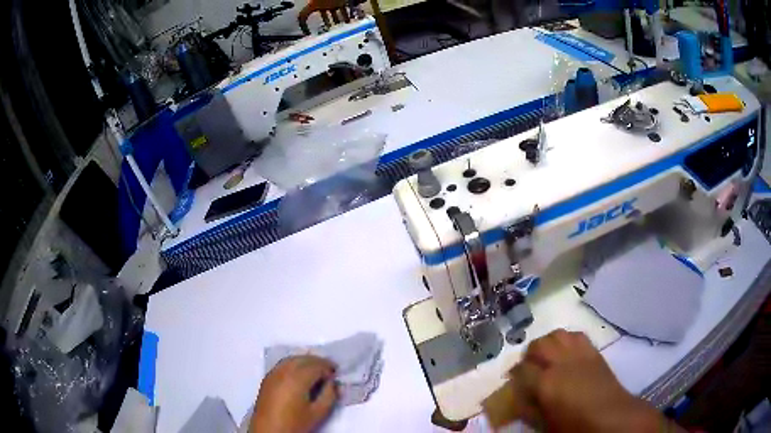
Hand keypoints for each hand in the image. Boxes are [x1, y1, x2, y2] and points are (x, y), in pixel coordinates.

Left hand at [251, 355, 337, 432]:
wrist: (269, 431)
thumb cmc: (295, 424)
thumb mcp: (318, 413)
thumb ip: (329, 395)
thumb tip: (333, 383)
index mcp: (297, 379)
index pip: (316, 365)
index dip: (328, 367)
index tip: (336, 374)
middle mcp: (284, 371)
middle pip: (303, 359)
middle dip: (318, 362)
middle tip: (329, 370)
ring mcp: (273, 373)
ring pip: (292, 359)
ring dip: (305, 361)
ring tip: (316, 371)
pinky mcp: (267, 378)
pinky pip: (283, 364)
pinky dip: (294, 364)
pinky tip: (299, 374)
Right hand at [506, 330, 672, 431]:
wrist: (610, 416)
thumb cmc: (574, 426)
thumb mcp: (544, 425)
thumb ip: (528, 409)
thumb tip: (519, 396)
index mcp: (546, 383)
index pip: (521, 369)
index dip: (515, 374)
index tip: (514, 380)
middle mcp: (560, 362)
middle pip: (538, 345)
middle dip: (530, 354)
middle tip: (530, 367)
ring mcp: (579, 353)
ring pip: (557, 334)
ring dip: (548, 343)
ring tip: (547, 356)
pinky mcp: (593, 351)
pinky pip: (576, 335)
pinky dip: (567, 339)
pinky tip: (566, 352)